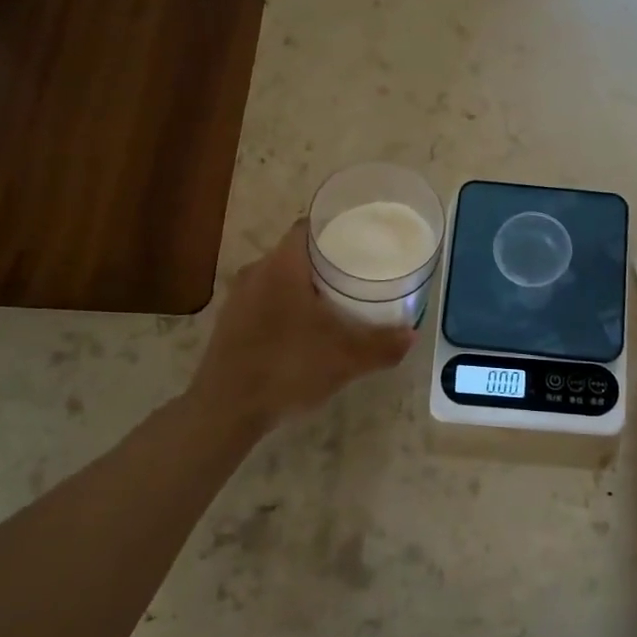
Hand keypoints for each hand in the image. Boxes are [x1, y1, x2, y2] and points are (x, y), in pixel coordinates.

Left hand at [190, 221, 414, 431]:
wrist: (225, 410)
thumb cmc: (288, 368)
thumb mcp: (346, 359)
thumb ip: (383, 345)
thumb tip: (411, 334)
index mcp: (283, 265)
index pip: (309, 226)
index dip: (336, 227)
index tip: (362, 239)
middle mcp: (256, 271)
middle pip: (296, 252)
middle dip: (327, 260)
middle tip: (358, 273)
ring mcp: (238, 297)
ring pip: (279, 277)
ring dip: (305, 285)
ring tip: (336, 301)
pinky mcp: (229, 321)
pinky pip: (265, 300)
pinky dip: (287, 305)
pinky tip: (304, 329)